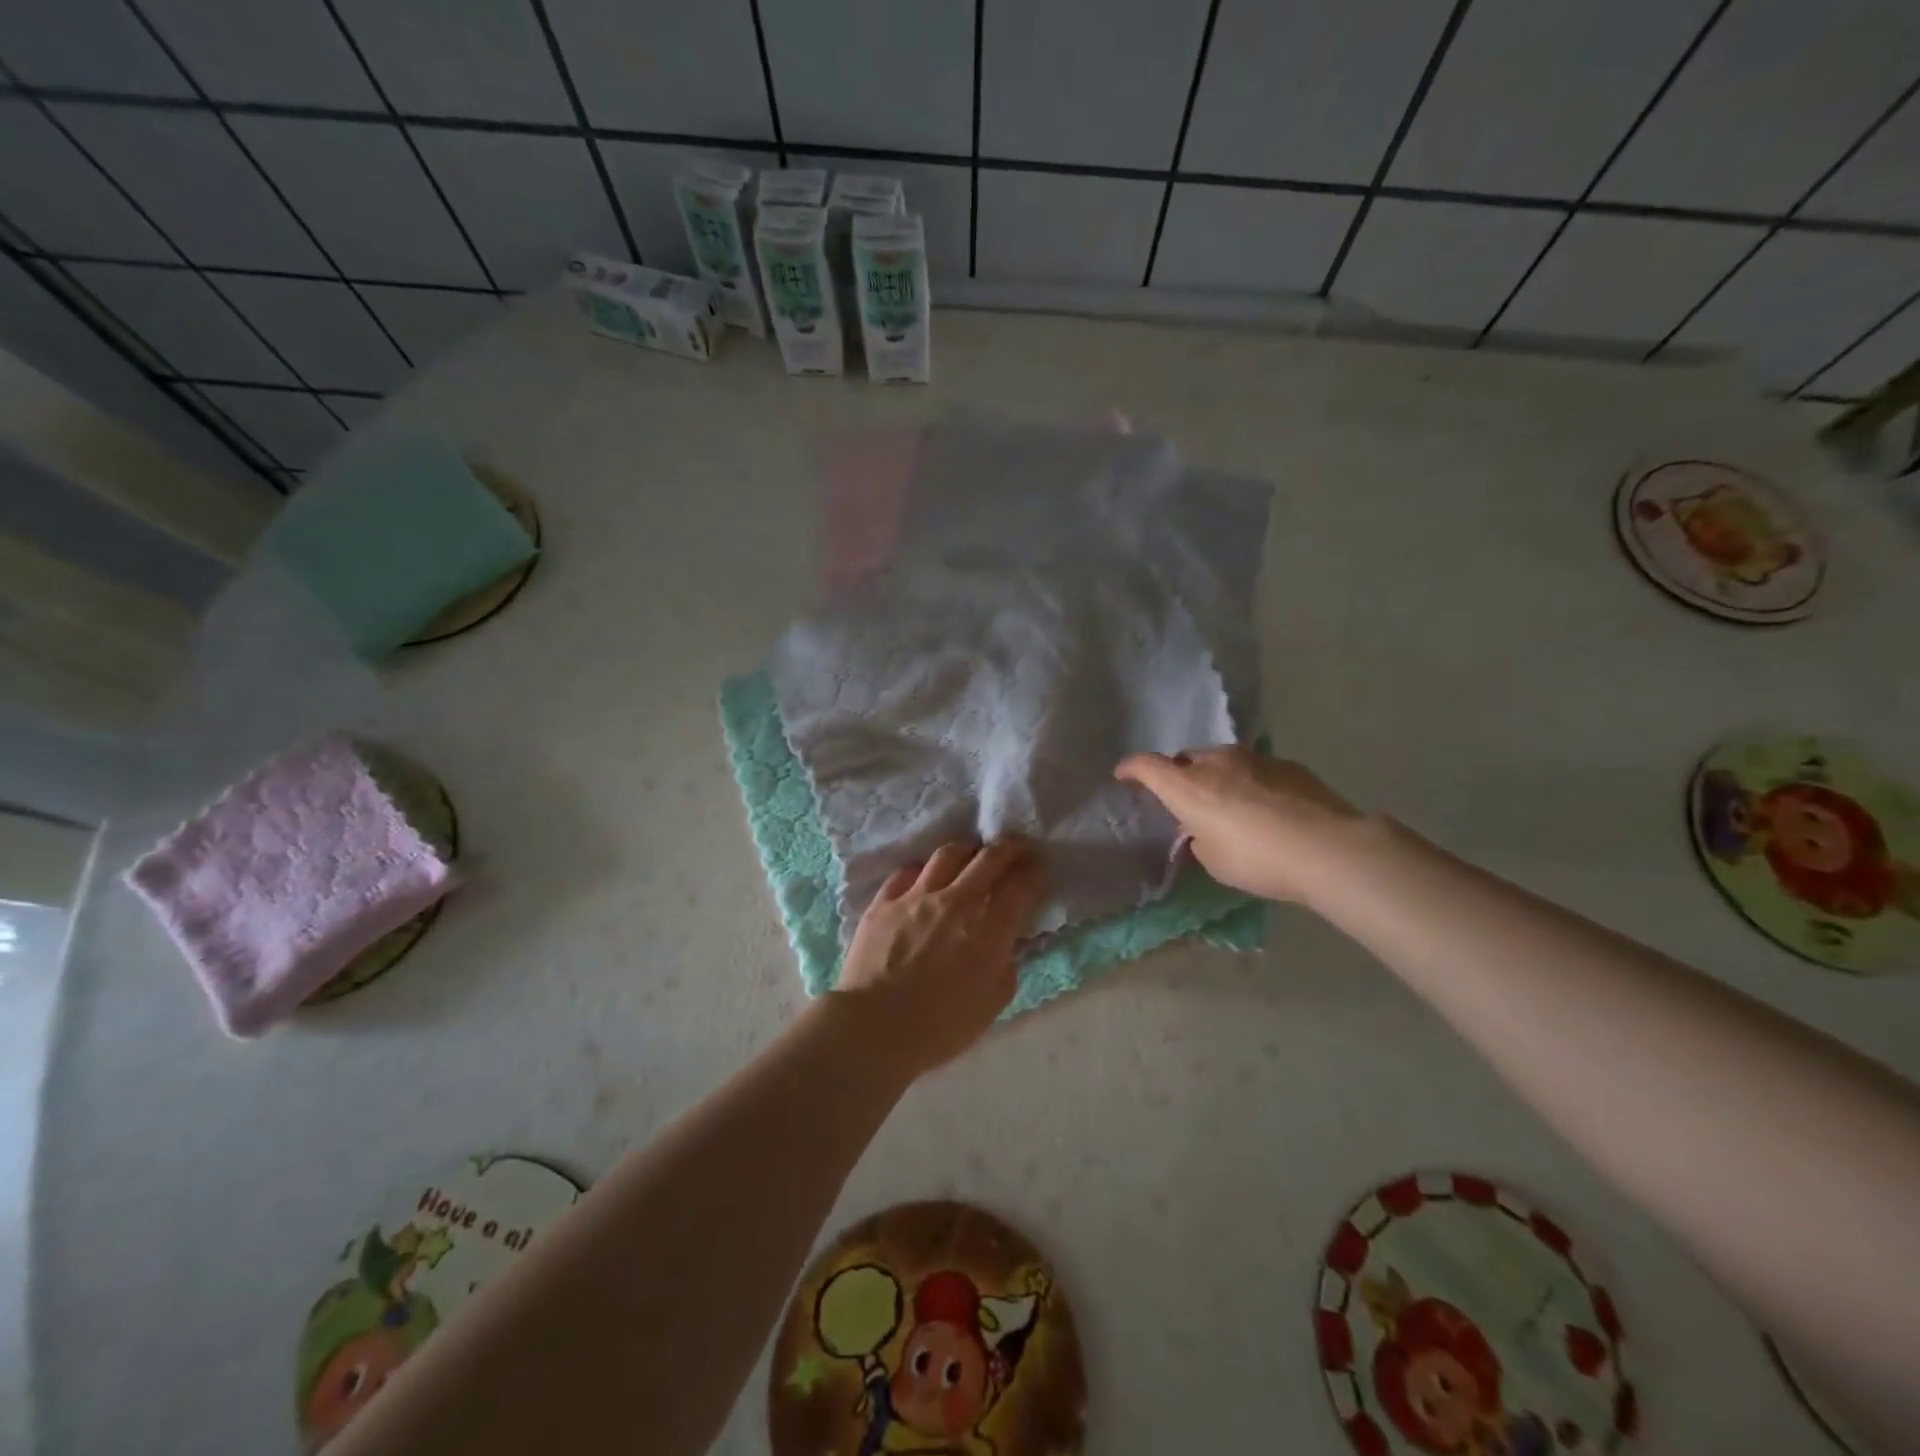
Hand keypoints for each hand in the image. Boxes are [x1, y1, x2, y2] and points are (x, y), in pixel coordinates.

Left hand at [834, 839, 1048, 1073]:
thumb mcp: (993, 1002)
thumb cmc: (941, 1026)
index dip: (1035, 873)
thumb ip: (1006, 964)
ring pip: (947, 855)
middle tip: (1017, 849)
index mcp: (988, 926)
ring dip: (967, 851)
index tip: (1039, 870)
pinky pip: (906, 873)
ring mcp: (916, 896)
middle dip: (1009, 848)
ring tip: (971, 856)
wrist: (876, 1027)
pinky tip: (924, 879)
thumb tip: (1006, 943)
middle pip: (988, 858)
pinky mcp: (884, 902)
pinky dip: (922, 872)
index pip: (1021, 885)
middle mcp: (956, 900)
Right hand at [1114, 746, 1362, 904]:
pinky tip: (1264, 806)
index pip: (1147, 765)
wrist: (1328, 848)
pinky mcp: (1286, 764)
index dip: (1131, 768)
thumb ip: (1200, 839)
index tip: (1123, 774)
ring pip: (1221, 760)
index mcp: (1187, 786)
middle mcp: (1215, 763)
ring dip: (1215, 776)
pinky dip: (1247, 782)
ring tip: (1227, 802)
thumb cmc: (1257, 859)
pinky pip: (1253, 769)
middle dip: (1179, 774)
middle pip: (1185, 759)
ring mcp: (1254, 759)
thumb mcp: (1213, 860)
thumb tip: (1205, 829)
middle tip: (1184, 799)